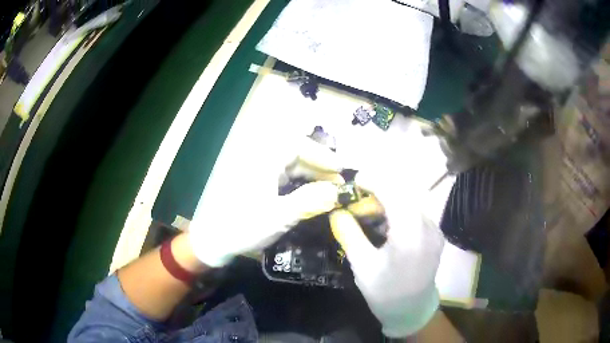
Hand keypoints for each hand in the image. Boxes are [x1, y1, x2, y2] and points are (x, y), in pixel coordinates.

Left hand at [187, 136, 341, 267]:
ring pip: (291, 164)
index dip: (321, 155)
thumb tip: (338, 191)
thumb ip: (310, 201)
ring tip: (329, 188)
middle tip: (338, 182)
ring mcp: (258, 171)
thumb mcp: (280, 216)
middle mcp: (261, 160)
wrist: (215, 241)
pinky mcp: (258, 182)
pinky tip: (311, 193)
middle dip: (319, 165)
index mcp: (263, 161)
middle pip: (296, 153)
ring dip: (311, 174)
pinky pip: (284, 175)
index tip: (339, 169)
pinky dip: (300, 182)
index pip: (297, 145)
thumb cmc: (244, 226)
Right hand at [330, 168, 444, 337]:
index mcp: (409, 235)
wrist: (412, 311)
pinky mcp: (436, 235)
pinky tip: (386, 224)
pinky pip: (416, 214)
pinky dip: (399, 211)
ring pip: (410, 203)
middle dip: (379, 192)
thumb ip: (349, 234)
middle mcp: (428, 227)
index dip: (374, 181)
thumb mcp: (362, 266)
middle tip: (358, 202)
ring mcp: (435, 230)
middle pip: (403, 195)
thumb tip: (336, 212)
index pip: (393, 194)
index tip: (355, 180)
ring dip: (389, 201)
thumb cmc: (385, 293)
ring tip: (369, 213)